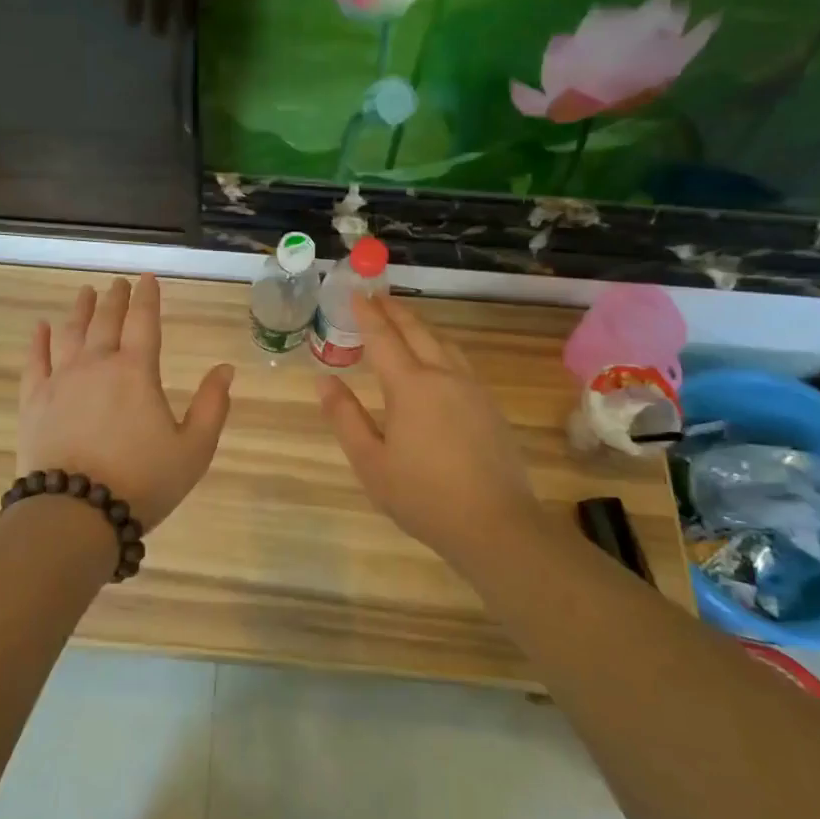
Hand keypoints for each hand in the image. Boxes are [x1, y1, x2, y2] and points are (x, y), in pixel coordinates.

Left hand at [18, 275, 234, 531]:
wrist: (76, 513)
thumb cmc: (142, 482)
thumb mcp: (193, 450)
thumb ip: (212, 406)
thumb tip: (225, 369)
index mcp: (136, 371)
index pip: (144, 321)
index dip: (147, 297)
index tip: (148, 278)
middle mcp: (96, 365)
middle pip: (106, 320)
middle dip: (114, 298)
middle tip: (118, 283)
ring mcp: (60, 380)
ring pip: (70, 333)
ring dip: (79, 310)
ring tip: (85, 293)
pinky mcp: (34, 401)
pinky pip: (35, 361)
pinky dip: (38, 341)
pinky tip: (39, 327)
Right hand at [318, 292, 544, 566]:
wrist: (495, 525)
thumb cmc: (423, 496)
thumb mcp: (370, 462)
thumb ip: (345, 417)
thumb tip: (324, 380)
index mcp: (410, 386)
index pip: (383, 337)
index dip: (367, 314)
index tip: (355, 293)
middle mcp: (443, 376)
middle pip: (417, 330)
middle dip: (395, 310)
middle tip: (376, 297)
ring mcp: (472, 389)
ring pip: (444, 342)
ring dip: (420, 326)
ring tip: (403, 323)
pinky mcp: (489, 406)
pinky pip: (460, 361)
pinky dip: (439, 346)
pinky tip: (435, 361)